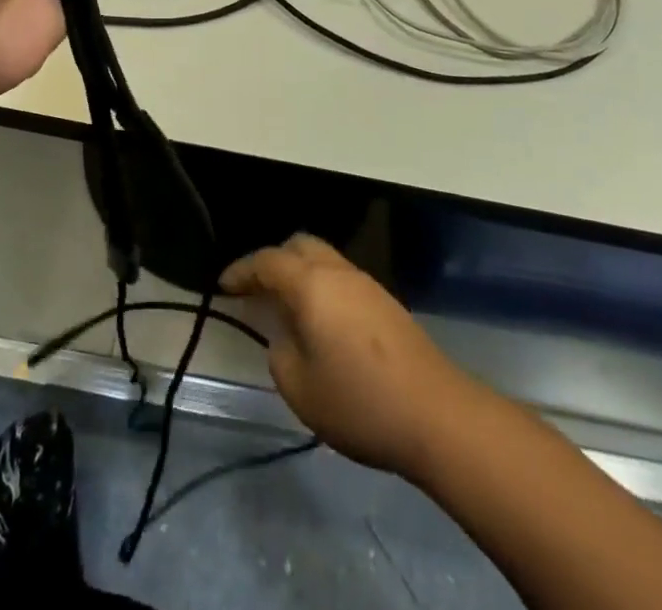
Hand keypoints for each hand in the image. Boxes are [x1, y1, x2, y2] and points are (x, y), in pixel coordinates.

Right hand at [221, 234, 470, 478]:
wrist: (438, 415)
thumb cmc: (360, 402)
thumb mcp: (300, 389)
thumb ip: (280, 355)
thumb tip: (285, 337)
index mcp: (311, 284)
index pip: (267, 262)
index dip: (241, 270)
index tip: (223, 285)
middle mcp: (338, 272)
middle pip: (299, 246)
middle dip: (273, 261)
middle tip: (256, 289)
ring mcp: (367, 284)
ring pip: (324, 260)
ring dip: (301, 274)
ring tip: (287, 307)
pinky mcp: (387, 303)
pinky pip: (342, 279)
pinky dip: (322, 288)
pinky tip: (322, 321)